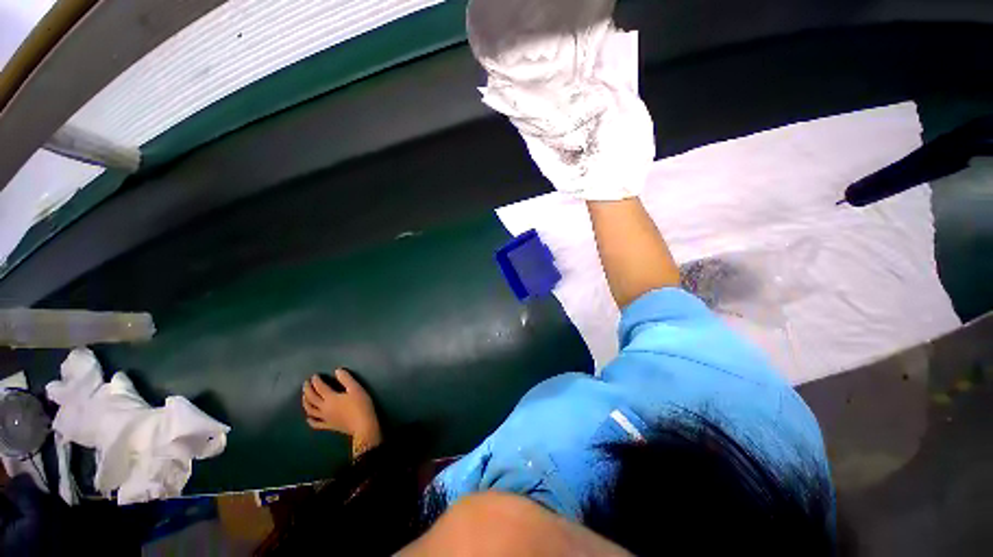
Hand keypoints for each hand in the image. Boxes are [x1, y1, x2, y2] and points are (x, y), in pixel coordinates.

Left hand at [302, 369, 380, 454]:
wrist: (365, 428)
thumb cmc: (361, 408)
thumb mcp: (356, 390)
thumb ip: (346, 379)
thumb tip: (337, 371)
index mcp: (330, 397)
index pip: (318, 386)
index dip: (315, 380)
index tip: (315, 376)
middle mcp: (324, 407)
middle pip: (311, 397)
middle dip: (307, 388)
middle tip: (306, 383)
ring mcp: (325, 418)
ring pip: (310, 410)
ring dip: (305, 402)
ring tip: (305, 397)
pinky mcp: (329, 426)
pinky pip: (316, 424)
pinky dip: (310, 421)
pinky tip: (308, 418)